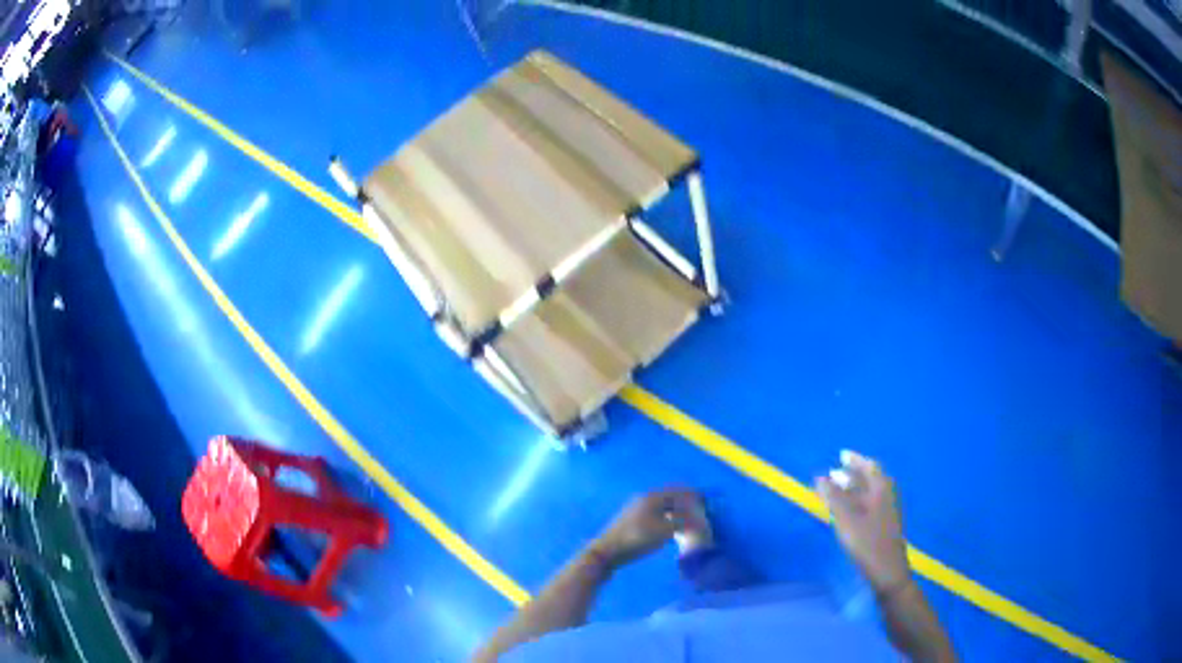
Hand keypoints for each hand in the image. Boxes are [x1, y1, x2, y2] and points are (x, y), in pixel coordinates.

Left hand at [590, 488, 692, 568]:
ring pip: (664, 507)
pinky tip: (673, 530)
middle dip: (687, 504)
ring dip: (677, 512)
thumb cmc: (636, 539)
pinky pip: (657, 515)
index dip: (693, 496)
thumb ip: (684, 523)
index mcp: (652, 497)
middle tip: (700, 515)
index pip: (678, 490)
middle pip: (671, 497)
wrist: (607, 552)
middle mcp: (645, 499)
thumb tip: (700, 520)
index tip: (706, 503)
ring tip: (689, 524)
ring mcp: (638, 510)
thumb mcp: (664, 531)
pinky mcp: (634, 521)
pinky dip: (668, 519)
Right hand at [817, 451, 911, 593]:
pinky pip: (869, 504)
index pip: (869, 466)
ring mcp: (887, 511)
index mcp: (881, 489)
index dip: (855, 460)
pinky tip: (847, 511)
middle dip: (853, 474)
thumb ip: (833, 497)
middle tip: (834, 472)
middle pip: (870, 478)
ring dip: (854, 488)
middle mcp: (887, 495)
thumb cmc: (867, 543)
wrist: (888, 571)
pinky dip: (857, 501)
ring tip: (837, 490)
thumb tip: (821, 476)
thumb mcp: (846, 520)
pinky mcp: (884, 525)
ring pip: (869, 492)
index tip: (841, 455)